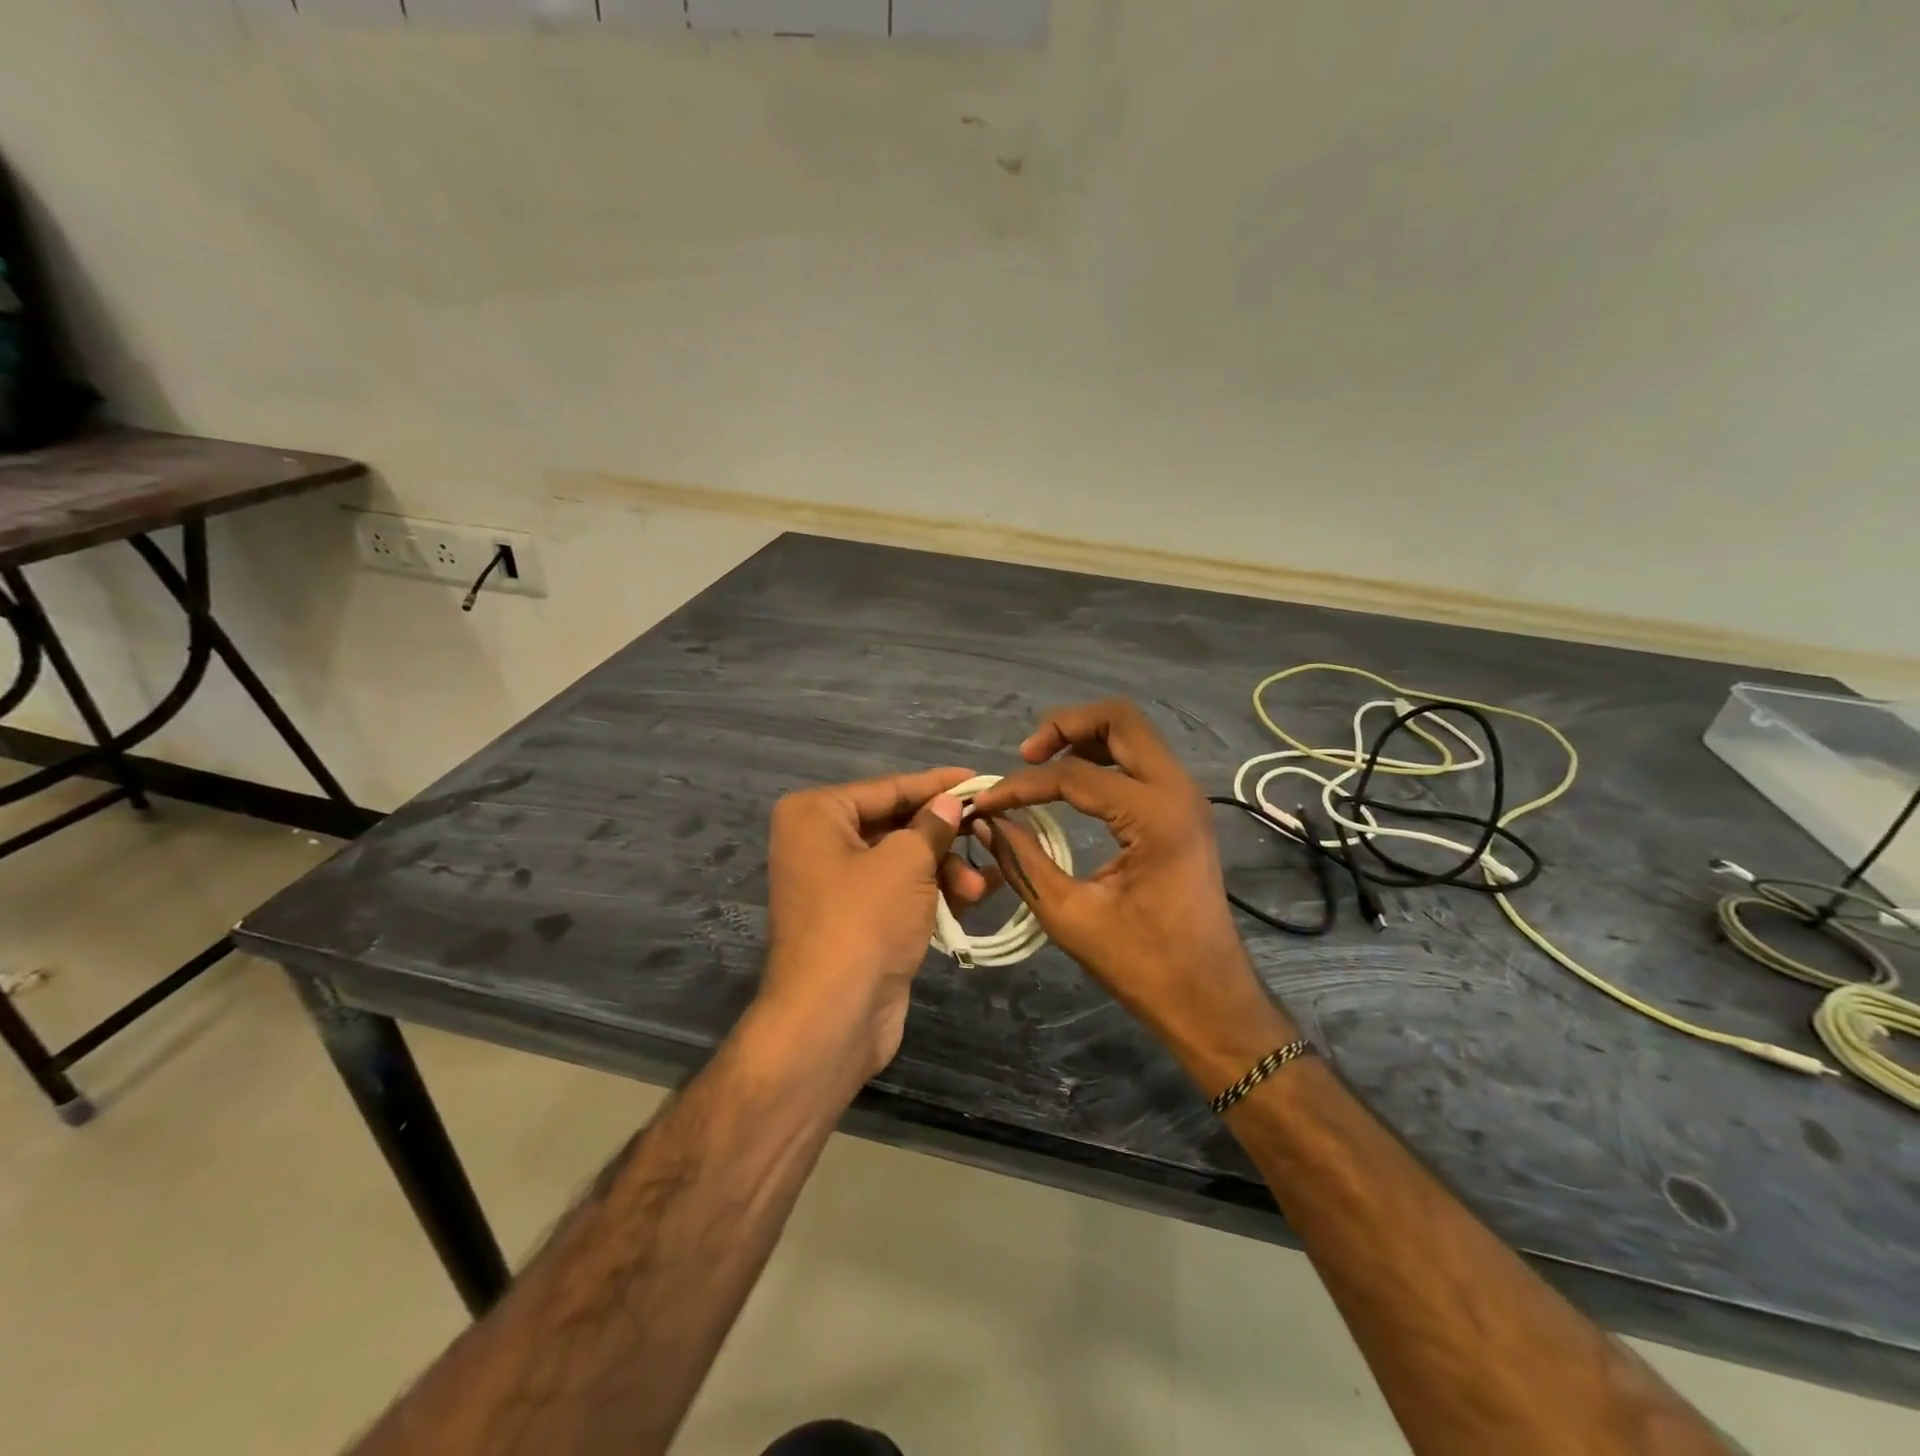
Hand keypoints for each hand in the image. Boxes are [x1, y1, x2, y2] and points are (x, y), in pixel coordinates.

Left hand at [759, 767, 993, 1084]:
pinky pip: (900, 893)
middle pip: (896, 825)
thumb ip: (932, 825)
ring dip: (944, 872)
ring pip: (902, 862)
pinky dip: (932, 895)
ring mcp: (835, 885)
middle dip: (945, 838)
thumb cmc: (864, 920)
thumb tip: (950, 802)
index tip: (981, 778)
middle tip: (989, 836)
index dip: (937, 784)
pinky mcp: (855, 921)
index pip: (888, 788)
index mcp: (817, 815)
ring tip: (978, 891)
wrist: (832, 1018)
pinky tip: (969, 903)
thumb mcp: (906, 862)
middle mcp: (819, 843)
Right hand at [967, 700, 1295, 1085]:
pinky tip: (1073, 784)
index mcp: (1154, 816)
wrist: (1208, 998)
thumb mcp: (1069, 914)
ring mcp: (1186, 796)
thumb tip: (987, 823)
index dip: (1021, 785)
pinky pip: (1141, 761)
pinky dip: (1104, 759)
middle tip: (1026, 756)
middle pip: (1119, 719)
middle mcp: (1176, 790)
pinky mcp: (1183, 809)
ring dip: (1085, 737)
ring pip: (1133, 734)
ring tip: (1043, 765)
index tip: (985, 804)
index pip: (1073, 775)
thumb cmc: (1142, 964)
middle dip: (1064, 726)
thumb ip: (1023, 859)